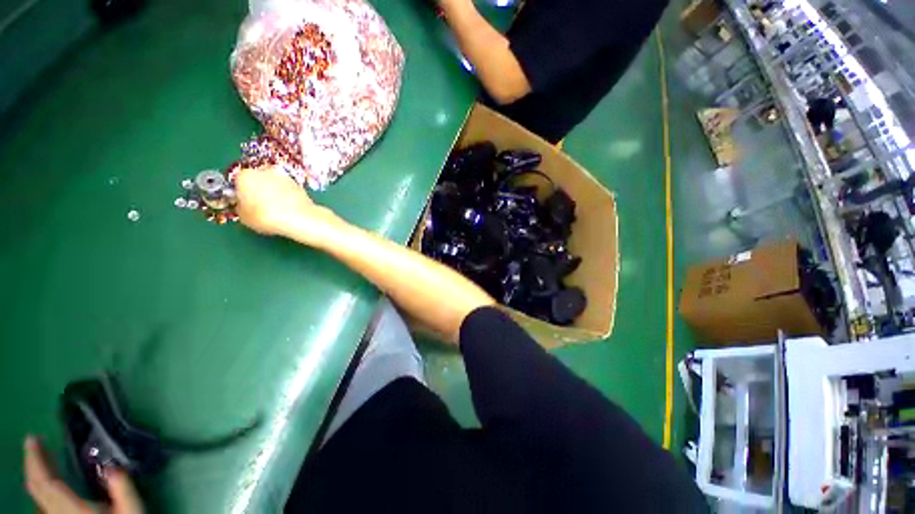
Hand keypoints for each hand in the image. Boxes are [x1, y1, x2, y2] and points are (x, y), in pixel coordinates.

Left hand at [23, 436, 143, 513]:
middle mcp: (58, 513)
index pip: (45, 481)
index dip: (37, 459)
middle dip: (33, 464)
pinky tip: (49, 483)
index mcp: (71, 508)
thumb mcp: (130, 510)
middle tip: (34, 442)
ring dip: (37, 475)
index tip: (33, 438)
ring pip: (38, 496)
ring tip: (41, 458)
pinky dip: (42, 487)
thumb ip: (122, 488)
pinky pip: (44, 502)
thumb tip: (112, 466)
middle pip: (37, 488)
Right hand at [234, 166, 339, 242]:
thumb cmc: (266, 216)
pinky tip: (287, 208)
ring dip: (272, 192)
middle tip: (260, 207)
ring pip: (272, 183)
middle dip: (257, 191)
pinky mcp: (297, 183)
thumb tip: (243, 205)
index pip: (238, 182)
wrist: (299, 218)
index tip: (245, 204)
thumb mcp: (243, 217)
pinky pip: (286, 189)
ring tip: (275, 209)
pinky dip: (285, 196)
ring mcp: (282, 175)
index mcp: (244, 175)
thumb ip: (239, 207)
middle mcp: (263, 170)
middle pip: (256, 180)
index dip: (241, 194)